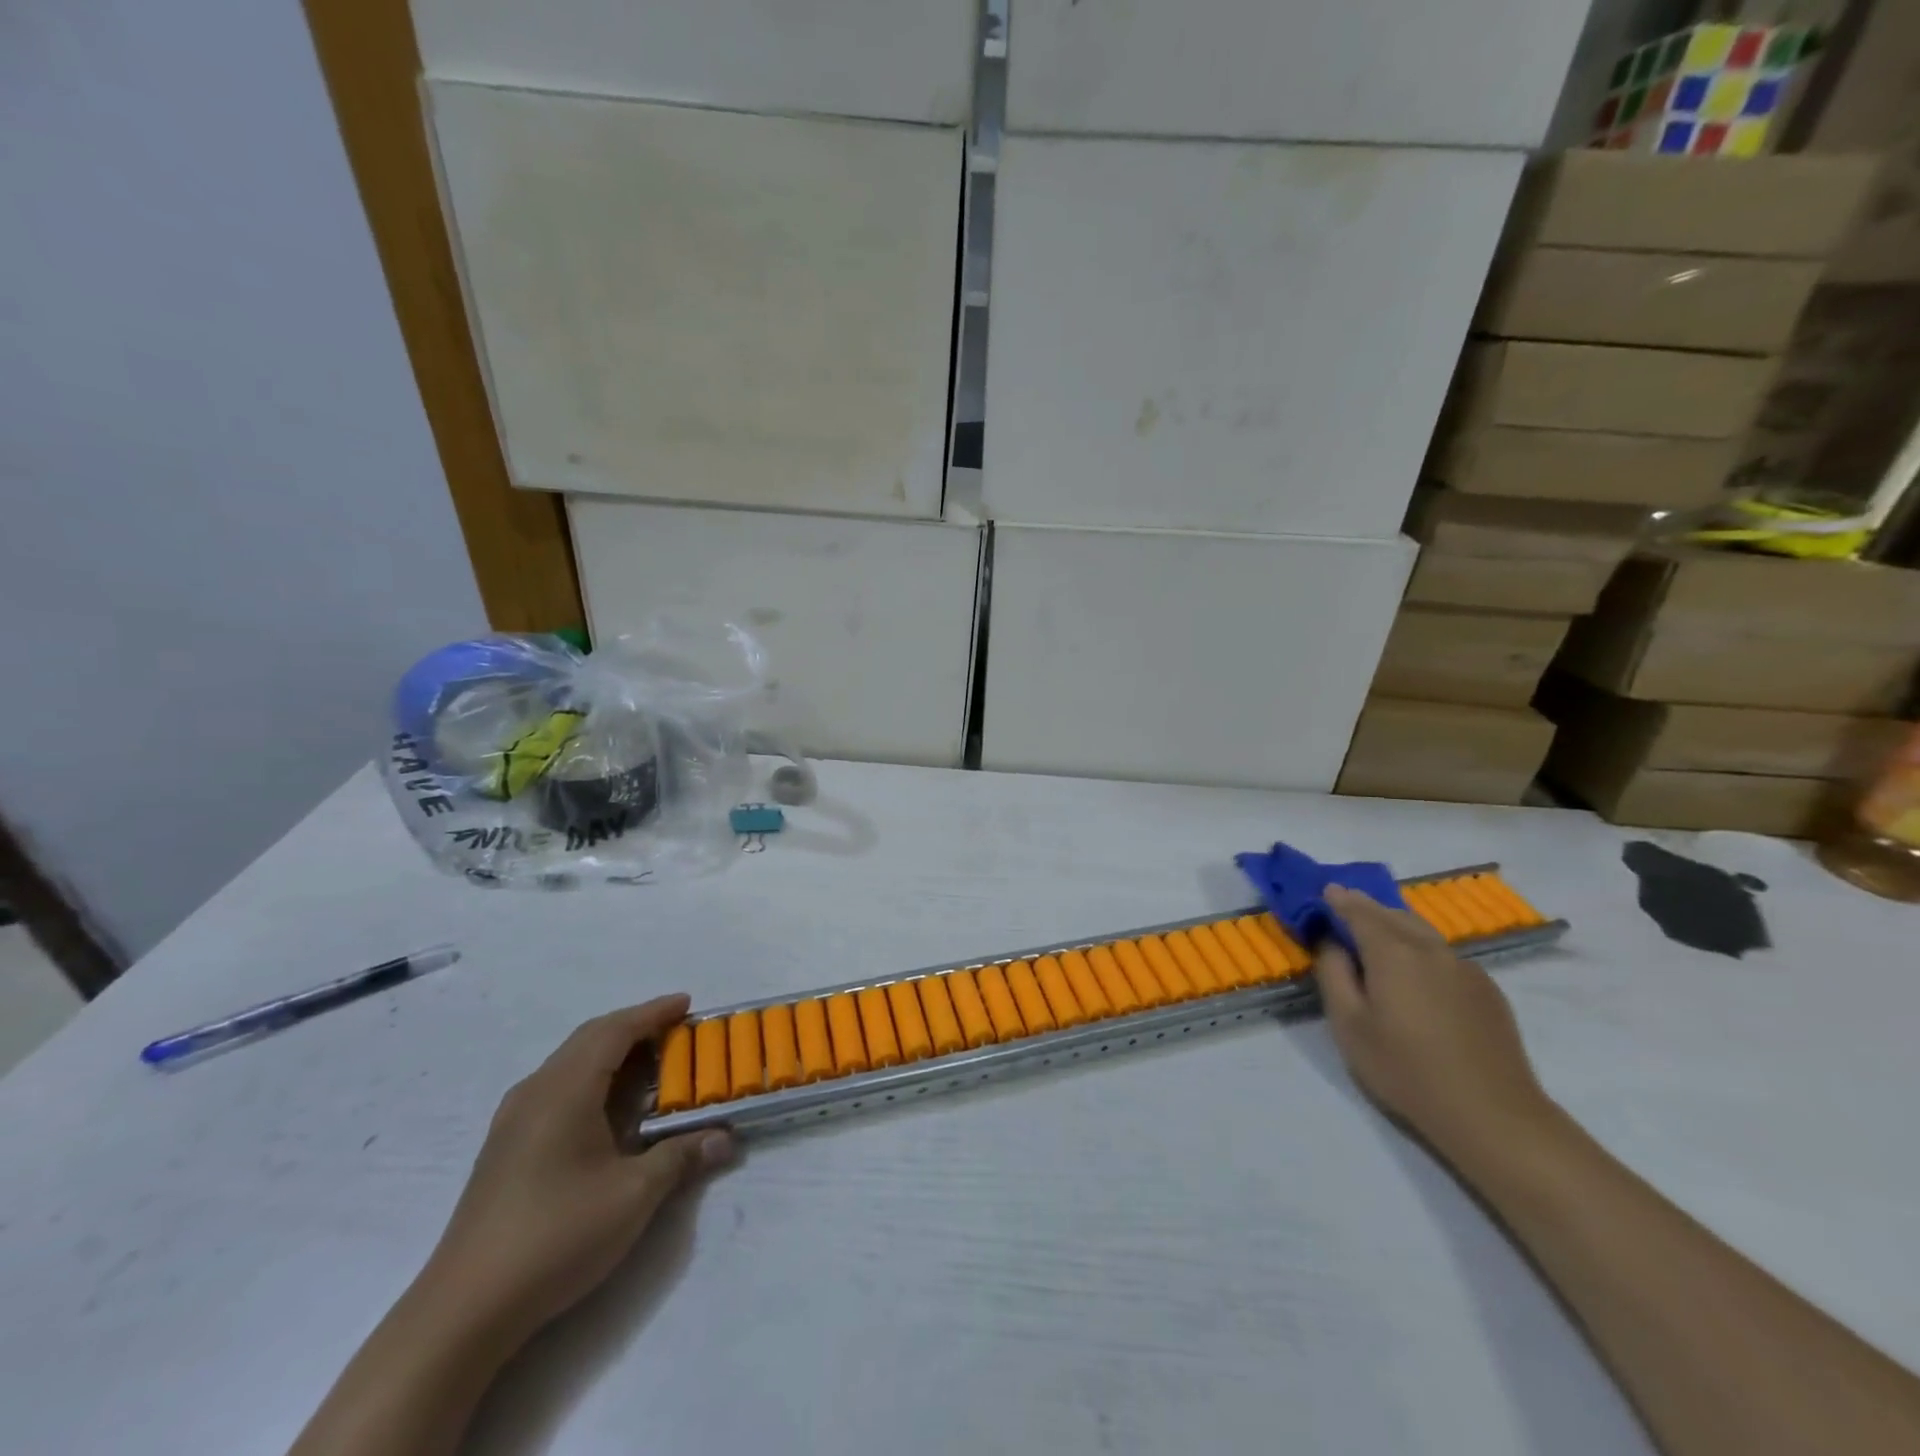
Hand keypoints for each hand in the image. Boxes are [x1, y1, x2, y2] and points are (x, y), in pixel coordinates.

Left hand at [423, 996, 733, 1339]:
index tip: (688, 1004)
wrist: (463, 1311)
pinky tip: (608, 1107)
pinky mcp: (505, 1147)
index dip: (654, 1013)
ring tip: (650, 1063)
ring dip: (611, 1052)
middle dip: (635, 1027)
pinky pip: (556, 1087)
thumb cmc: (556, 1236)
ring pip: (570, 1062)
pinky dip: (592, 1077)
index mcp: (565, 1090)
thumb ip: (681, 1157)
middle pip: (590, 1038)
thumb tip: (725, 1137)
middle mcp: (536, 1092)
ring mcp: (513, 1120)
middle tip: (676, 1030)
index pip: (615, 1030)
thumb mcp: (633, 1196)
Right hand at [1313, 885, 1553, 1163]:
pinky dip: (1422, 949)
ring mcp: (1465, 968)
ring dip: (1395, 925)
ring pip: (1422, 933)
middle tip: (1346, 905)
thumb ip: (1333, 974)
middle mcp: (1430, 949)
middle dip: (1367, 907)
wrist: (1492, 1113)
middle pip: (1393, 915)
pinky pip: (1444, 956)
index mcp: (1392, 952)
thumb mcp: (1349, 1024)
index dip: (1339, 900)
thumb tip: (1332, 942)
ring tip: (1378, 934)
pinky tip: (1416, 973)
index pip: (1359, 912)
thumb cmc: (1406, 1069)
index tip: (1325, 890)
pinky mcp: (1487, 990)